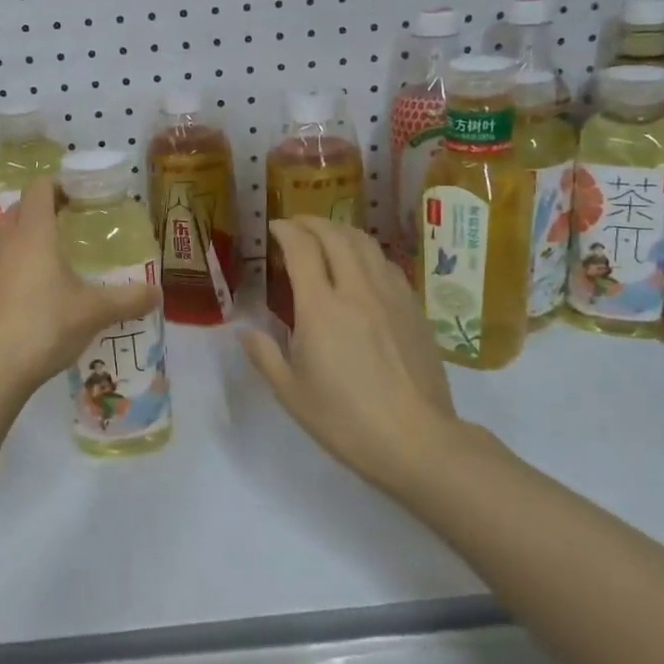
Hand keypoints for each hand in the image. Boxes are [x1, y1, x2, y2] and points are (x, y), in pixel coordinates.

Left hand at [0, 178, 158, 406]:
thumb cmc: (45, 326)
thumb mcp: (95, 312)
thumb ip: (129, 299)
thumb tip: (158, 293)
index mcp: (34, 233)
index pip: (39, 187)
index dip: (60, 184)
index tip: (83, 196)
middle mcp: (6, 242)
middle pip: (21, 209)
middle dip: (46, 210)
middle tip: (74, 225)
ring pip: (7, 237)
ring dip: (29, 238)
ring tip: (59, 258)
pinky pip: (2, 264)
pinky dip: (19, 266)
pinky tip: (40, 293)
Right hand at [241, 218, 463, 496]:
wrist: (418, 441)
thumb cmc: (346, 420)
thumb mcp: (291, 393)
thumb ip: (265, 355)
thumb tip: (245, 332)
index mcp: (321, 308)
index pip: (302, 249)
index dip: (287, 230)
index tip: (275, 227)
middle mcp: (357, 290)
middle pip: (336, 236)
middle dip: (313, 222)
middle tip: (297, 225)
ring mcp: (391, 297)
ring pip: (367, 244)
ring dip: (342, 231)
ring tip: (327, 236)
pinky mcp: (414, 310)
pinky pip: (388, 265)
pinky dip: (367, 252)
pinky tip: (363, 266)